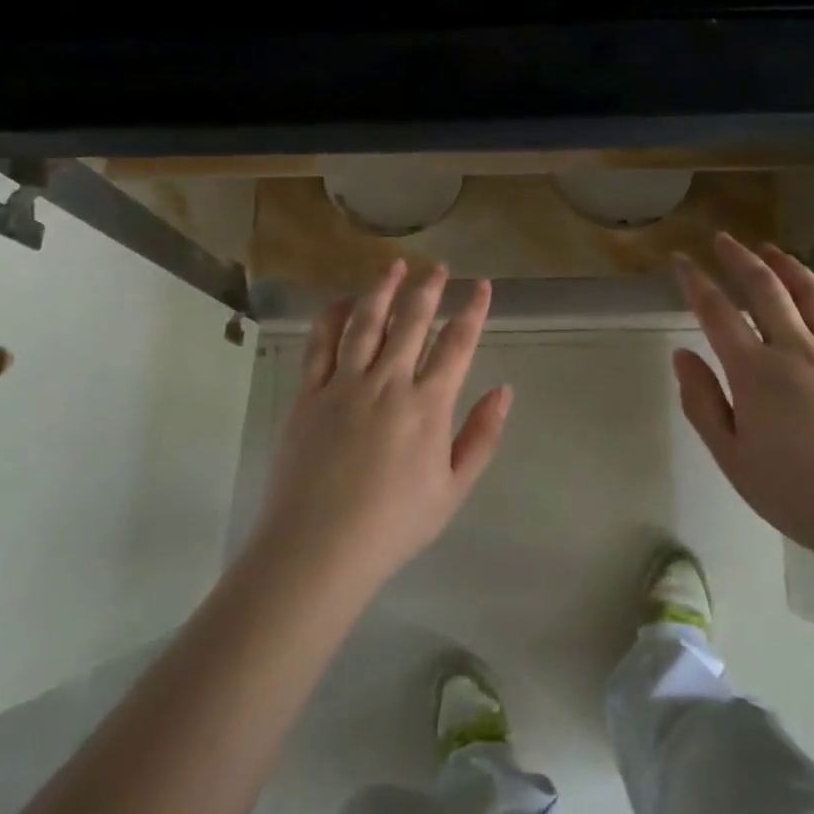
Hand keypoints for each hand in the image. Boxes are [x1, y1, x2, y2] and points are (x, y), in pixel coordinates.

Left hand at [251, 260, 512, 593]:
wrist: (318, 547)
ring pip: (366, 322)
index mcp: (427, 405)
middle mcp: (388, 383)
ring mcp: (344, 384)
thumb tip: (504, 391)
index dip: (473, 311)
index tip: (482, 286)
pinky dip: (332, 317)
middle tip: (438, 267)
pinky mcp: (308, 394)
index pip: (457, 344)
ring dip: (383, 289)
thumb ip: (481, 436)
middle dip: (429, 289)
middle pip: (411, 321)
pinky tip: (342, 301)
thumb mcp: (453, 489)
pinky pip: (320, 344)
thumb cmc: (394, 524)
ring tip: (394, 266)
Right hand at [671, 235, 813, 562]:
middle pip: (765, 288)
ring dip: (788, 265)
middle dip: (739, 258)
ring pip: (812, 293)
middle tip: (723, 239)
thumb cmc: (798, 494)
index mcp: (755, 372)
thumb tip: (682, 355)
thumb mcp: (732, 458)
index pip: (717, 313)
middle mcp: (797, 349)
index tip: (680, 260)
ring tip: (771, 250)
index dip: (695, 282)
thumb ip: (703, 402)